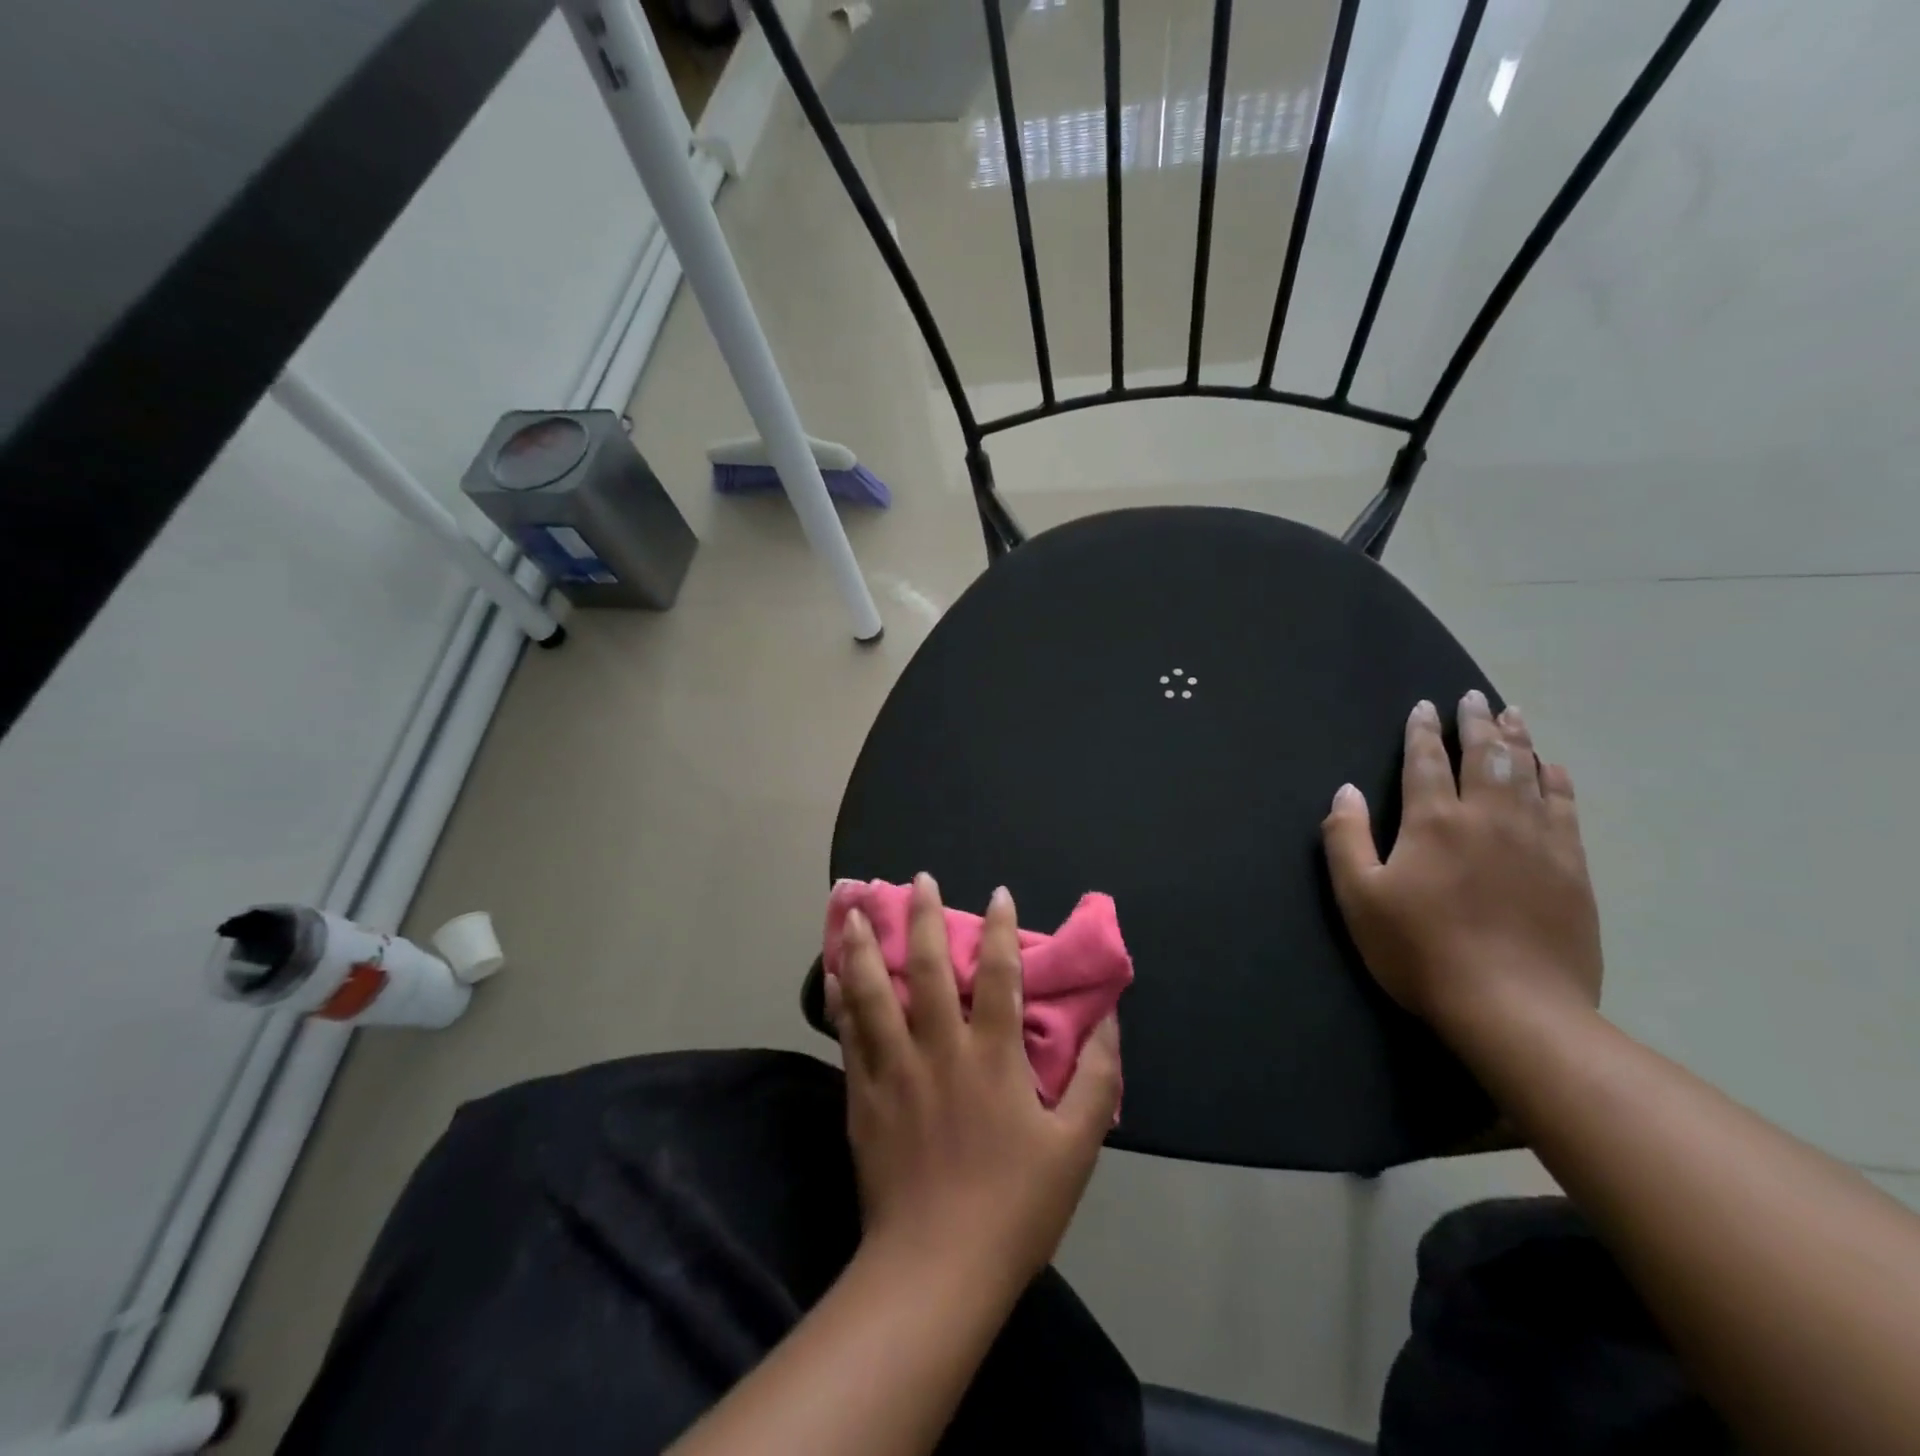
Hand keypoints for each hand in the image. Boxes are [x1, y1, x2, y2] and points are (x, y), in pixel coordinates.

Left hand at [826, 873, 1120, 1291]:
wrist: (936, 1269)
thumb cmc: (1015, 1207)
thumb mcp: (1076, 1148)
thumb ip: (1096, 1081)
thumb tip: (1110, 1023)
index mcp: (993, 1058)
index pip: (998, 976)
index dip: (999, 930)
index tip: (998, 894)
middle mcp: (940, 1050)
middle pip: (926, 970)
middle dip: (923, 918)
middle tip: (919, 880)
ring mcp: (895, 1071)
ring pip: (874, 993)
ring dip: (865, 946)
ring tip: (854, 909)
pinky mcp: (863, 1096)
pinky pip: (848, 1035)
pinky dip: (840, 999)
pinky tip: (831, 974)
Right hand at [1320, 691, 1602, 1038]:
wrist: (1514, 1008)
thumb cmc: (1420, 951)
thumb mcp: (1359, 898)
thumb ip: (1346, 838)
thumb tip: (1346, 790)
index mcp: (1434, 822)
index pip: (1426, 761)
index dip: (1423, 731)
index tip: (1424, 707)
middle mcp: (1489, 817)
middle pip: (1485, 756)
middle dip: (1476, 722)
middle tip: (1473, 697)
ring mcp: (1538, 840)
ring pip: (1529, 773)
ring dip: (1518, 740)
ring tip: (1513, 714)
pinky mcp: (1572, 868)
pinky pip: (1566, 807)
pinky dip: (1557, 781)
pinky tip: (1552, 768)